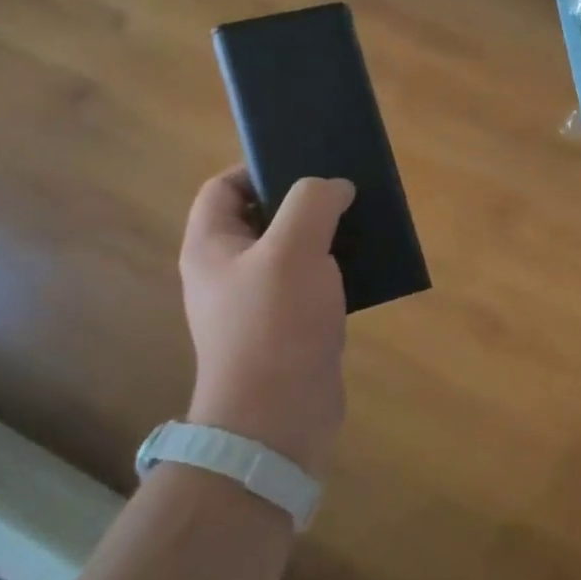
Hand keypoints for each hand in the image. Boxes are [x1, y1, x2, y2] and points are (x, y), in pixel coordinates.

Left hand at [178, 168, 354, 474]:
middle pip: (262, 217)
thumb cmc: (276, 324)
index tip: (306, 163)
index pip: (223, 186)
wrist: (278, 416)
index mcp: (213, 245)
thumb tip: (335, 187)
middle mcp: (228, 270)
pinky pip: (312, 284)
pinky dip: (337, 271)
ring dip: (326, 236)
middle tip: (344, 192)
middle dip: (303, 201)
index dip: (258, 167)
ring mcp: (258, 302)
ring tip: (364, 225)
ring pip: (293, 251)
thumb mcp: (294, 249)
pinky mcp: (288, 328)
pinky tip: (367, 269)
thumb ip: (313, 202)